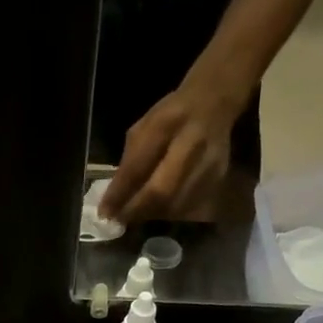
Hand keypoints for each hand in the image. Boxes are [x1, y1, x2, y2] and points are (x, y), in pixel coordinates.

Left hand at [99, 83, 241, 226]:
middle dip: (137, 210)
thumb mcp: (144, 127)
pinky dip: (170, 213)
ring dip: (152, 215)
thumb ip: (130, 161)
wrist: (214, 102)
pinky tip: (160, 209)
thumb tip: (114, 200)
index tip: (105, 212)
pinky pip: (189, 206)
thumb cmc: (171, 116)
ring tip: (138, 215)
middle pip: (162, 191)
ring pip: (175, 204)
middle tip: (121, 220)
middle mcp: (191, 144)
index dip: (120, 192)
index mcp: (166, 124)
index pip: (138, 165)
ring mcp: (208, 163)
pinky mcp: (218, 178)